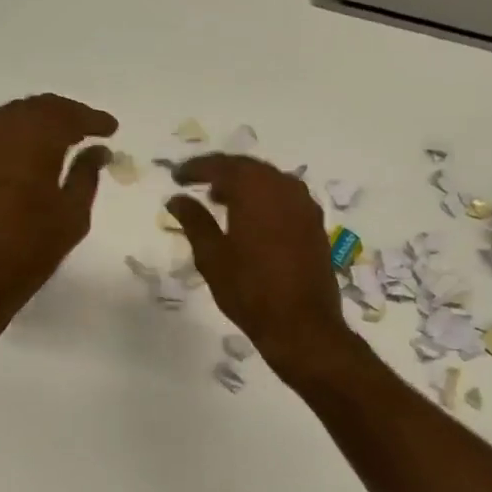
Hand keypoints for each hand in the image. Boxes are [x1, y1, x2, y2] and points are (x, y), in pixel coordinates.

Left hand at [0, 93, 116, 350]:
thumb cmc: (26, 252)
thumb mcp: (70, 218)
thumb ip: (85, 176)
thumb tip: (97, 151)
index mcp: (32, 141)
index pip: (67, 115)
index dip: (92, 119)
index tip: (111, 129)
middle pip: (35, 107)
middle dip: (63, 113)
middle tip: (86, 128)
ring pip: (8, 119)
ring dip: (36, 122)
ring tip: (57, 139)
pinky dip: (13, 139)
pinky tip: (23, 159)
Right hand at [166, 155, 353, 371]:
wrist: (302, 325)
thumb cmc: (250, 290)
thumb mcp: (212, 256)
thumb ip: (194, 221)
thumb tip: (176, 199)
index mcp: (256, 190)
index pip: (221, 166)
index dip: (195, 168)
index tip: (176, 177)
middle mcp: (284, 187)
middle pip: (248, 168)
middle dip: (221, 172)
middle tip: (197, 183)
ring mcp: (305, 205)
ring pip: (269, 181)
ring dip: (244, 185)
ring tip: (220, 200)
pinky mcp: (315, 224)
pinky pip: (284, 197)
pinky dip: (263, 199)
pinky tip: (250, 218)